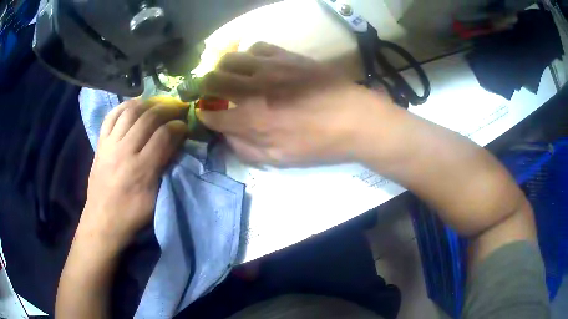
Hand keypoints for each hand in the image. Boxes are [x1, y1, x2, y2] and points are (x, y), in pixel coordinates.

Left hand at [78, 99, 187, 250]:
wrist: (102, 220)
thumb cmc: (131, 214)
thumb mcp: (155, 198)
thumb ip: (165, 169)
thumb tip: (176, 145)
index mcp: (141, 169)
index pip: (163, 136)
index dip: (177, 126)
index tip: (184, 125)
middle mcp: (124, 150)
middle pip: (147, 118)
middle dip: (165, 109)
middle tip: (175, 109)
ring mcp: (110, 144)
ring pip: (129, 112)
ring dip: (146, 104)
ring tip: (155, 105)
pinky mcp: (100, 143)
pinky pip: (111, 116)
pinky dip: (123, 106)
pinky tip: (133, 106)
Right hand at [197, 42, 396, 166]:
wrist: (354, 118)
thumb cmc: (319, 143)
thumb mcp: (281, 159)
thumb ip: (247, 149)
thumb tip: (227, 136)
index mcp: (250, 120)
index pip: (210, 114)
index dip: (204, 116)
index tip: (207, 115)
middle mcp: (252, 89)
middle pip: (211, 80)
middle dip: (205, 88)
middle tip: (213, 94)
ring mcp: (269, 67)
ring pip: (229, 58)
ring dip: (224, 69)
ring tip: (232, 76)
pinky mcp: (286, 55)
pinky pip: (257, 47)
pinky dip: (250, 56)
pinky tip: (257, 65)